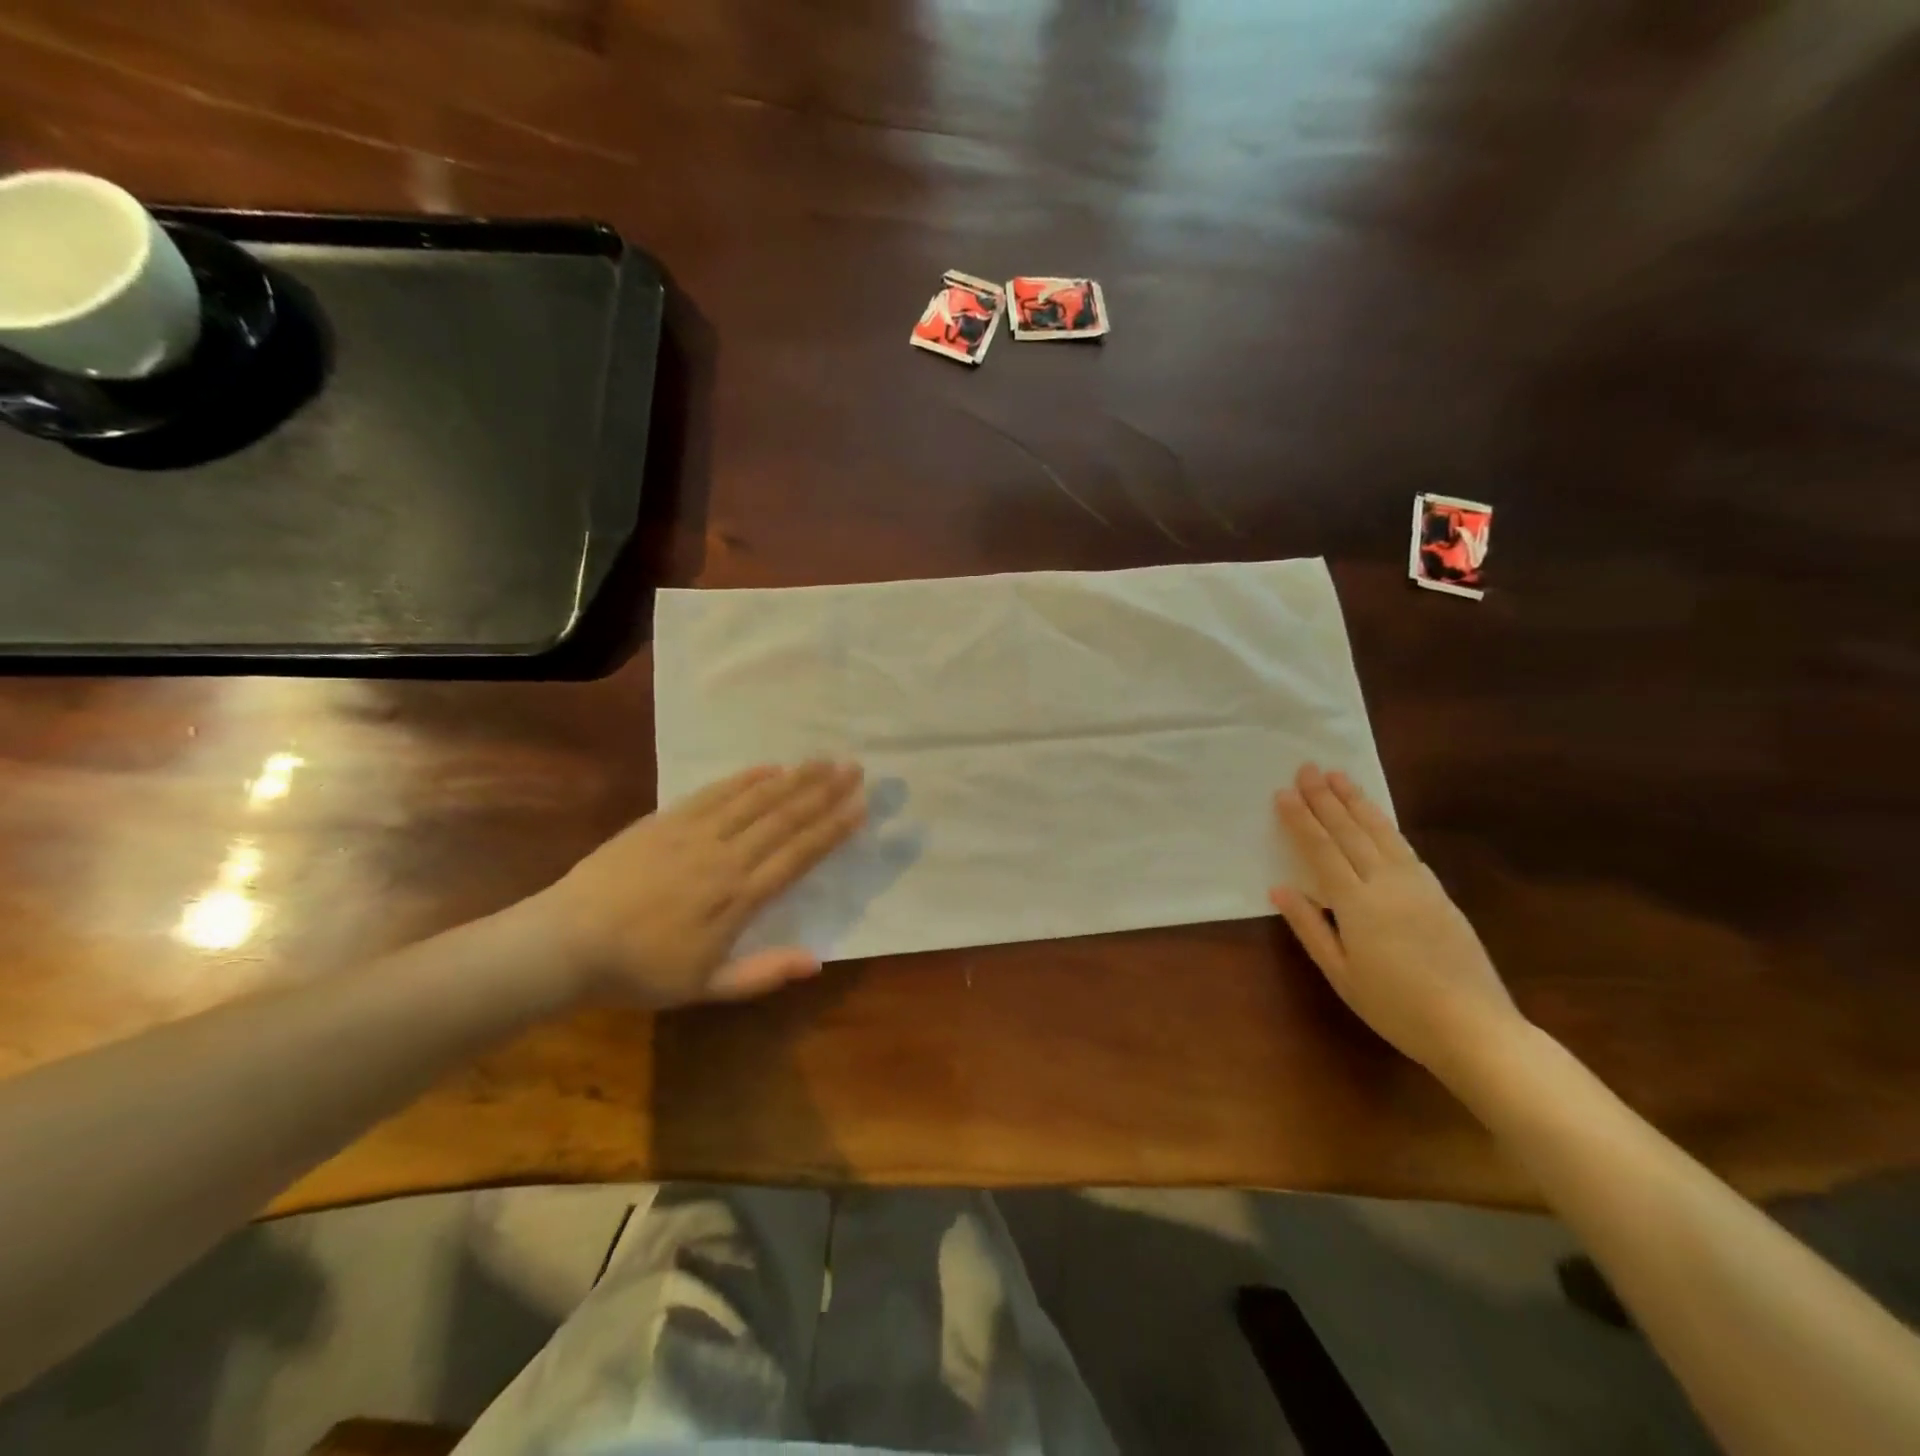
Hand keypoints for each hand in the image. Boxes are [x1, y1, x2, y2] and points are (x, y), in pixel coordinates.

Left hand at [521, 761, 866, 1007]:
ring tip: (822, 760)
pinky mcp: (666, 820)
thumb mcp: (705, 988)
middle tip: (854, 768)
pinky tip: (767, 767)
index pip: (798, 855)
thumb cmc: (639, 971)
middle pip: (784, 818)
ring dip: (793, 778)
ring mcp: (694, 834)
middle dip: (823, 792)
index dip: (832, 829)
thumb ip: (762, 973)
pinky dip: (744, 778)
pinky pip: (714, 793)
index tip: (860, 807)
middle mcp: (725, 857)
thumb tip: (817, 961)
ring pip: (755, 799)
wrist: (566, 943)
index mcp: (738, 898)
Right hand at [1270, 764, 1523, 1081]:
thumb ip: (1310, 927)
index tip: (1284, 792)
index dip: (1301, 820)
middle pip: (1350, 832)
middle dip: (1326, 798)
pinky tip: (1376, 816)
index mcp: (1357, 904)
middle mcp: (1386, 883)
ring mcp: (1417, 885)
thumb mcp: (1341, 974)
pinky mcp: (1438, 892)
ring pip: (1381, 832)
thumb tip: (1280, 888)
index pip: (1322, 850)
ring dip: (1357, 802)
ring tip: (1339, 776)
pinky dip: (1385, 825)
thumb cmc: (1396, 1007)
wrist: (1475, 1028)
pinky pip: (1404, 847)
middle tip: (1308, 768)